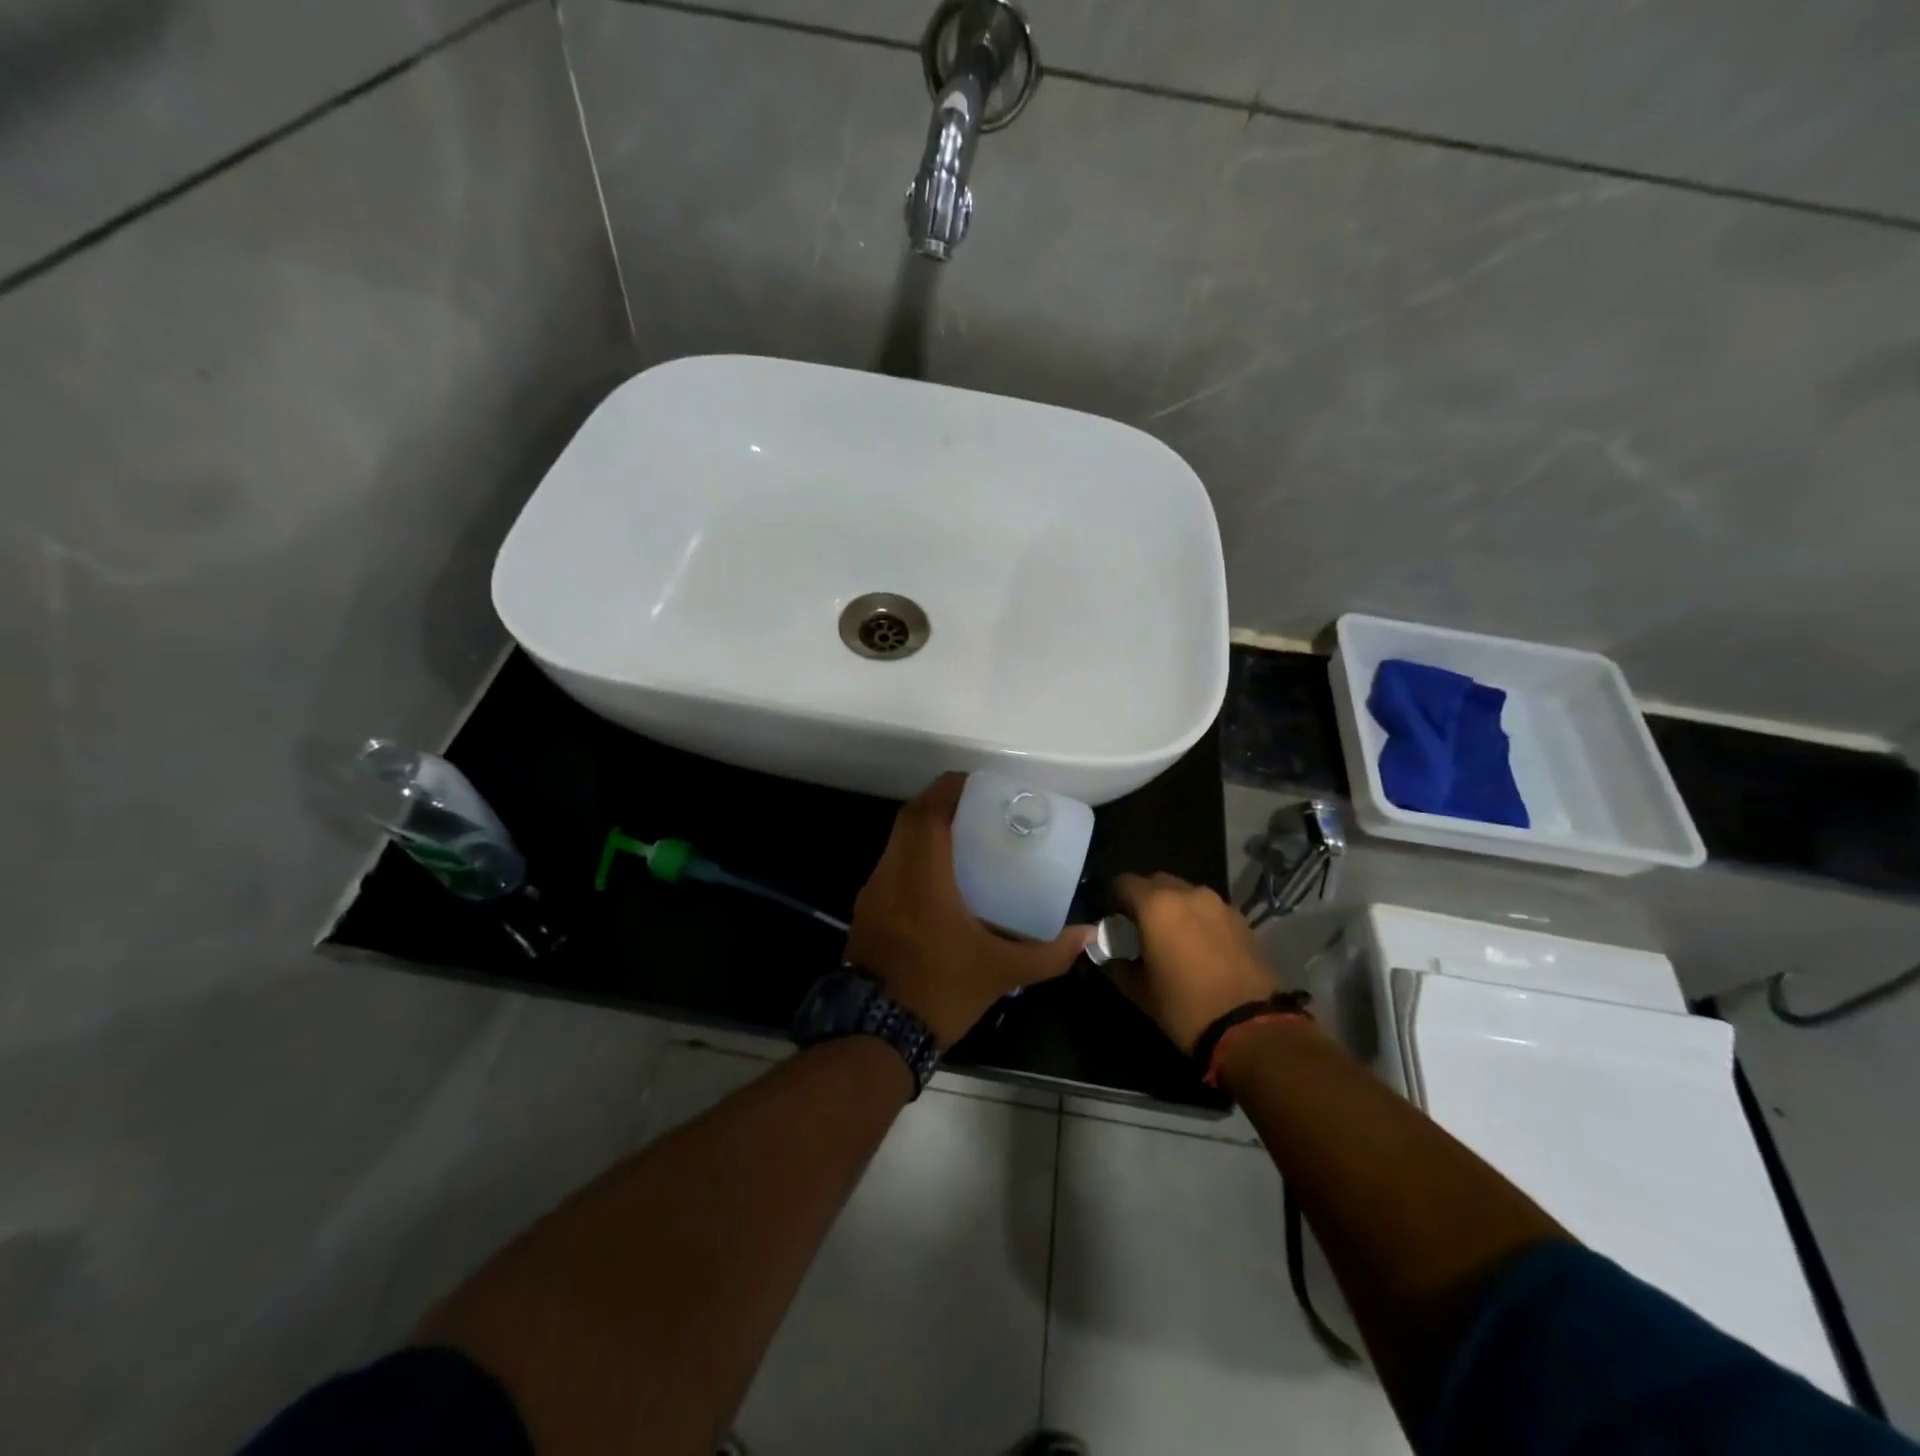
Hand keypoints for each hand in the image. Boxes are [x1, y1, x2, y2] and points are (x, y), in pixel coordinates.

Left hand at [848, 774, 1091, 1048]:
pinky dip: (913, 857)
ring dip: (925, 830)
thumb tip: (1087, 936)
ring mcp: (872, 893)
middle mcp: (891, 874)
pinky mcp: (865, 911)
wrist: (877, 1037)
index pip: (929, 813)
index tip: (979, 784)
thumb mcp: (1002, 973)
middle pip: (910, 819)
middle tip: (977, 809)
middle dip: (941, 804)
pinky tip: (940, 878)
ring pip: (896, 842)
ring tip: (963, 838)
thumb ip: (1048, 952)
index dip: (951, 789)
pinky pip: (890, 866)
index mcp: (922, 877)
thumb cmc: (941, 991)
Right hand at [1110, 873, 1282, 1054]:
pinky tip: (1199, 946)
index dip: (1113, 897)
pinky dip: (1198, 919)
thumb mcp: (1139, 991)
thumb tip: (1110, 955)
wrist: (1252, 1029)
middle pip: (1156, 882)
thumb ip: (1118, 965)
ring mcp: (1219, 904)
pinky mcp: (1241, 919)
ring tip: (1172, 937)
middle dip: (1144, 899)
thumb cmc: (1185, 1008)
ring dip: (1174, 907)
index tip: (1111, 918)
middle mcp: (1188, 893)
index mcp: (1156, 905)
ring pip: (1186, 893)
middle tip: (1140, 928)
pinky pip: (1209, 909)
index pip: (1123, 882)